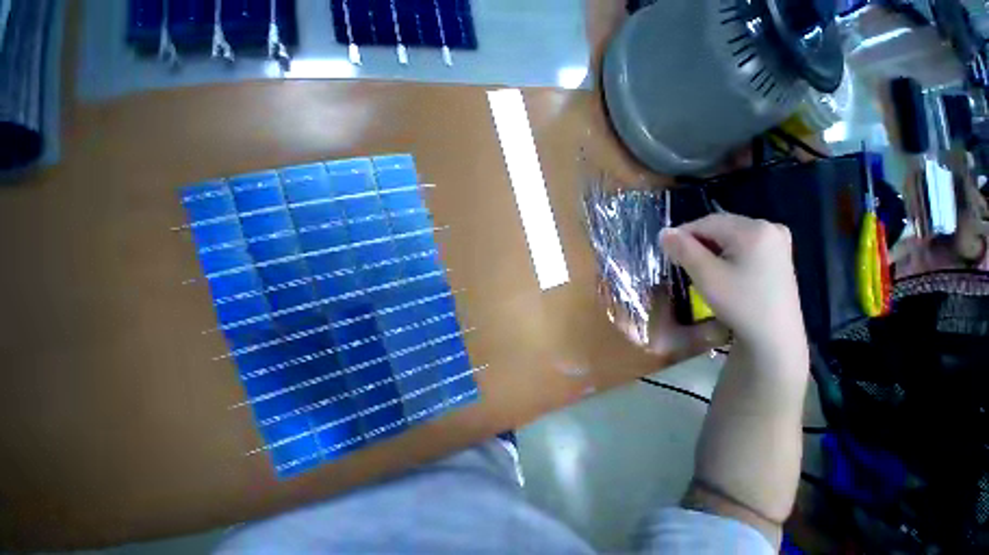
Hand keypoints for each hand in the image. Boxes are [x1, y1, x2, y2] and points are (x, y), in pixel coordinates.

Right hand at [660, 214, 806, 368]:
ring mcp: (777, 241)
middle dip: (696, 242)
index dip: (681, 235)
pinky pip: (742, 245)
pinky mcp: (778, 254)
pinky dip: (724, 253)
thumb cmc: (739, 303)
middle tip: (680, 263)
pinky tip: (720, 270)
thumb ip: (682, 249)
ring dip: (708, 248)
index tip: (667, 254)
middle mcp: (770, 227)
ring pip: (729, 236)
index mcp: (755, 229)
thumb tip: (663, 232)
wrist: (774, 337)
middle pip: (719, 227)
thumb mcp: (705, 275)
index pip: (706, 222)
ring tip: (698, 268)